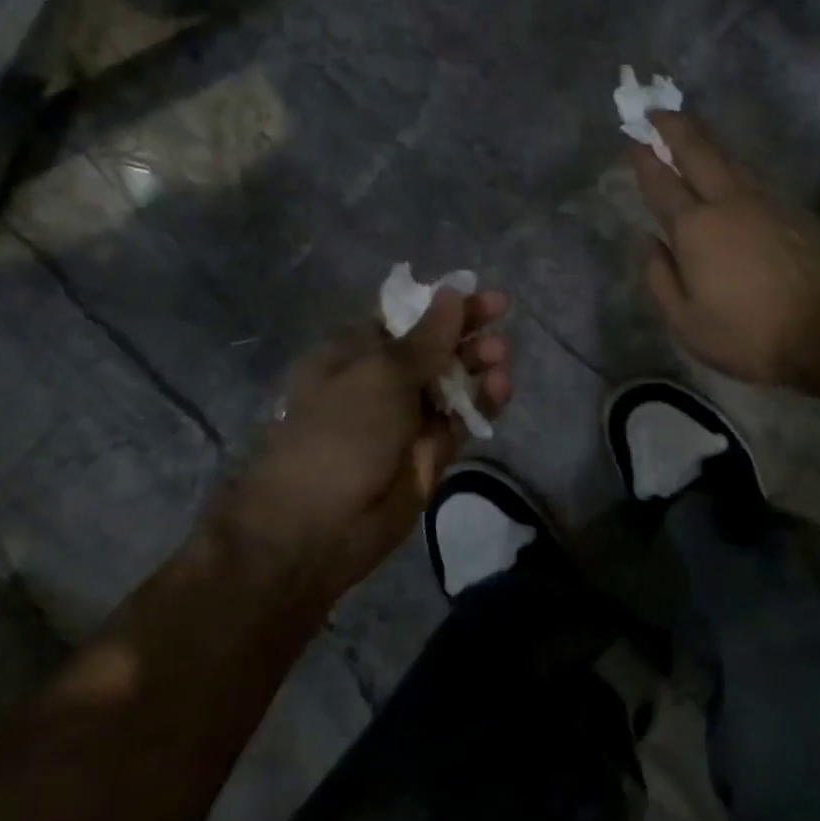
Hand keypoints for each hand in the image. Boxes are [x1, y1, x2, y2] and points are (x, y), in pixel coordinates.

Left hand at [222, 288, 511, 600]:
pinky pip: (462, 419)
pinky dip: (483, 401)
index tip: (480, 292)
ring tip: (500, 356)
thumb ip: (426, 337)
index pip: (404, 317)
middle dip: (466, 330)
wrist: (317, 528)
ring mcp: (407, 418)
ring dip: (478, 363)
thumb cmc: (339, 433)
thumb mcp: (381, 375)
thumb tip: (453, 293)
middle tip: (502, 315)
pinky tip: (501, 385)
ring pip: (452, 381)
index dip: (442, 303)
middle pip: (433, 346)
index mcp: (354, 354)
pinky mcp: (430, 452)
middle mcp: (381, 381)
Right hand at [631, 112, 819, 385]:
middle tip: (657, 108)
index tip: (633, 137)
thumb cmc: (747, 333)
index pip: (662, 183)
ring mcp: (765, 201)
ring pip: (730, 158)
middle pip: (698, 151)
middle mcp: (728, 202)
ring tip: (690, 126)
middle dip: (674, 126)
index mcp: (695, 228)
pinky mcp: (793, 209)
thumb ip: (659, 277)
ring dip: (706, 138)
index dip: (644, 159)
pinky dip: (733, 164)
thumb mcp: (686, 322)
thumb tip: (648, 241)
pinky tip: (730, 169)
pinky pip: (753, 176)